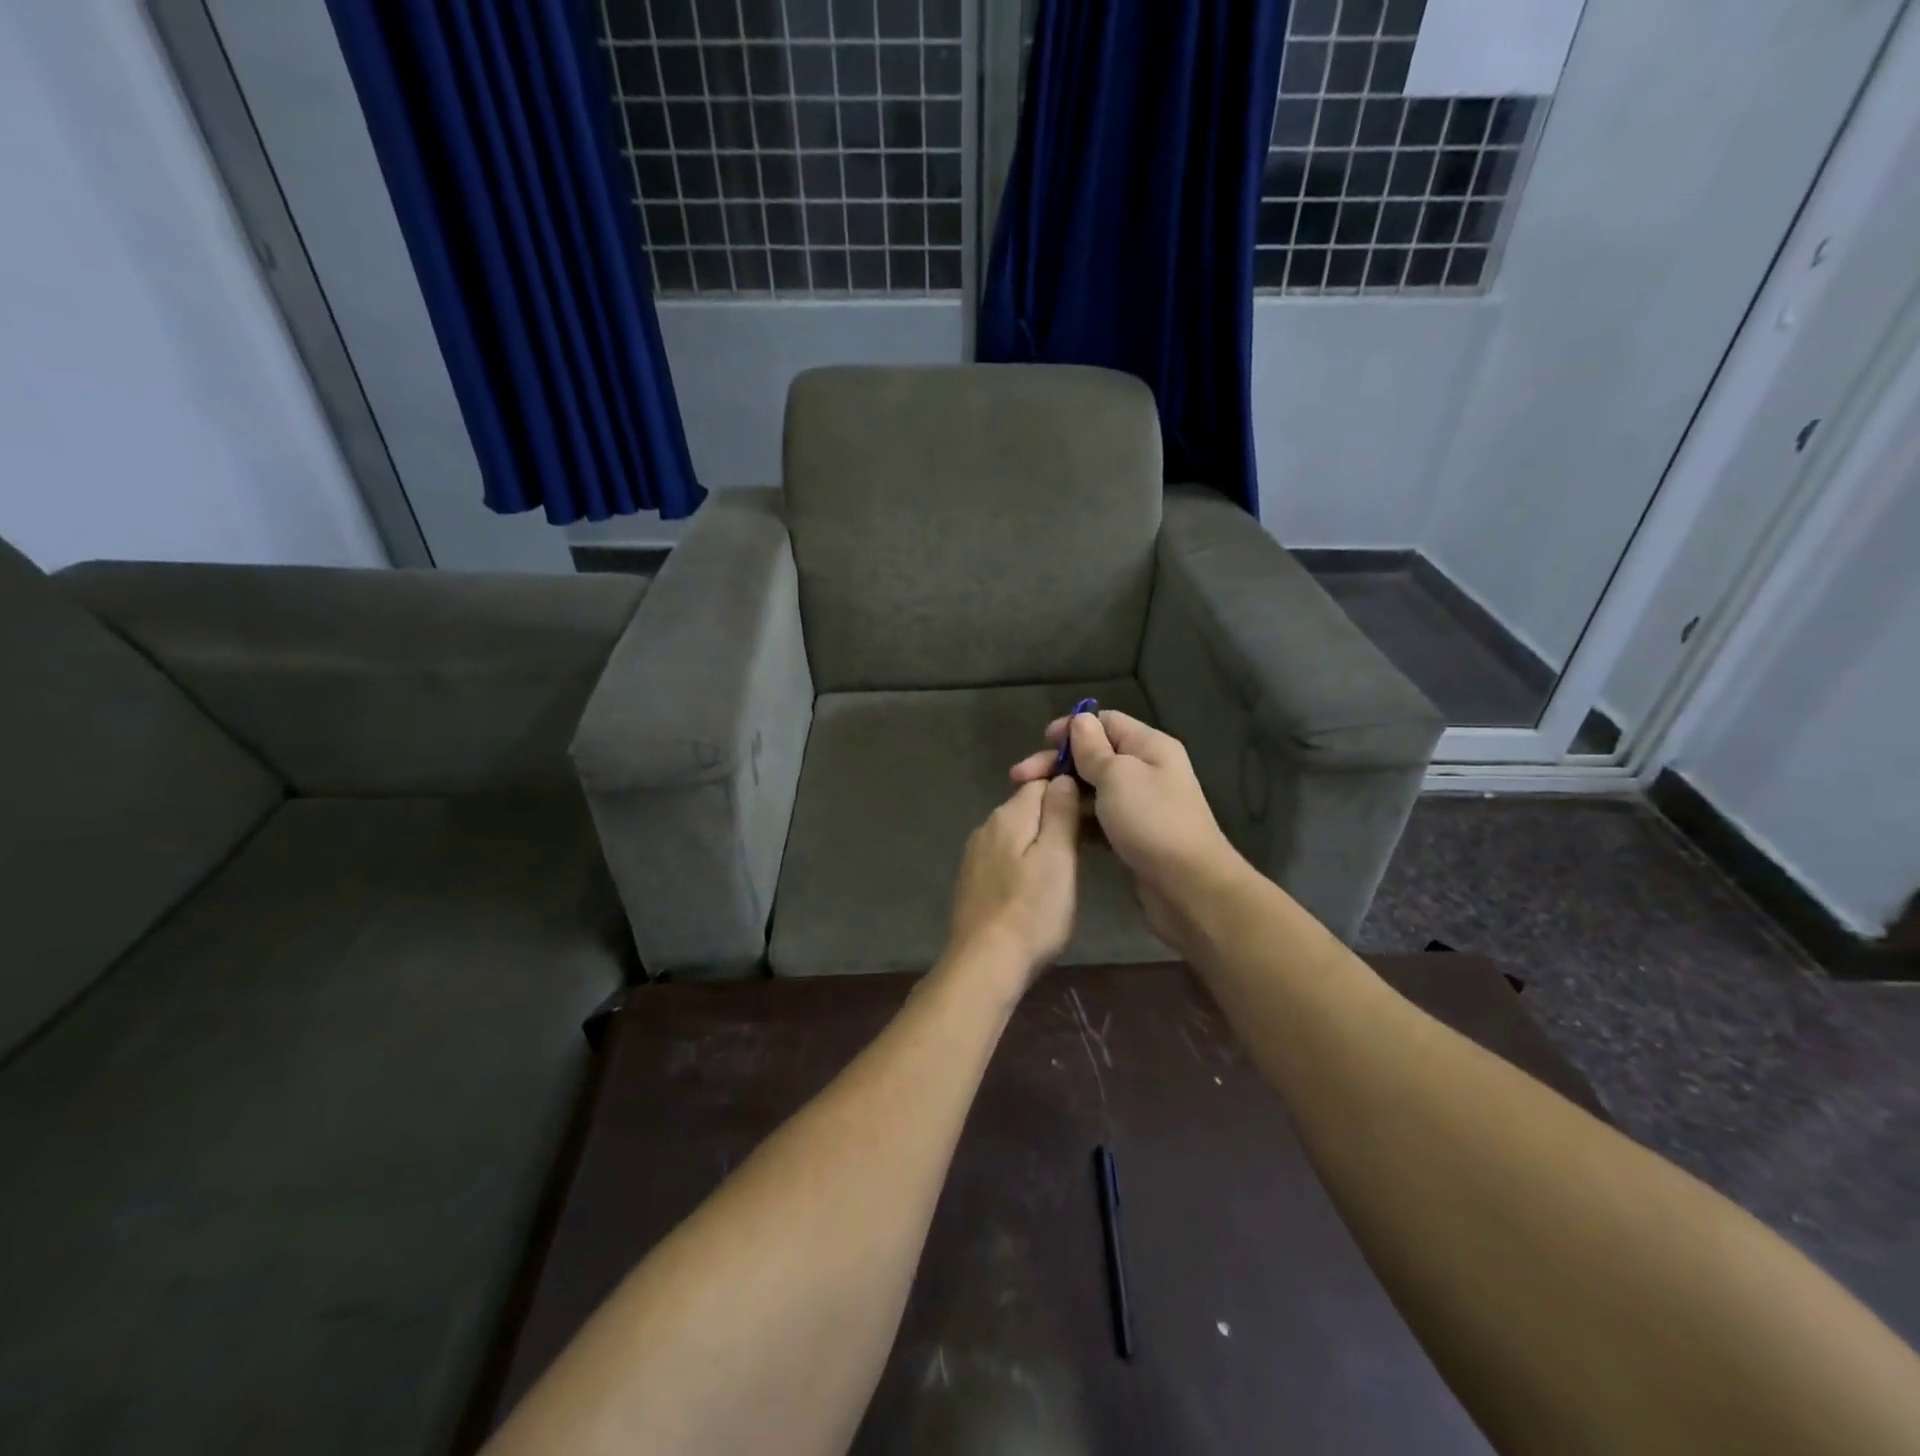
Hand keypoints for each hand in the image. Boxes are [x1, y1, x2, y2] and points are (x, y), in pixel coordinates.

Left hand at [945, 776, 1080, 988]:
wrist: (985, 964)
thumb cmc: (1032, 912)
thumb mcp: (1058, 859)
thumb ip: (1060, 813)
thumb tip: (1062, 777)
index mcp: (1008, 815)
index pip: (1041, 783)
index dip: (1068, 789)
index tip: (1093, 811)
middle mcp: (986, 827)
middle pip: (1027, 807)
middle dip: (1055, 817)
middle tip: (1087, 843)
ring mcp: (975, 855)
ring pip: (1016, 833)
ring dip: (1040, 841)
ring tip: (1067, 867)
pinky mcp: (972, 880)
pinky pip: (1004, 856)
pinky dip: (1023, 862)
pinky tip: (1036, 886)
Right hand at [1011, 711, 1238, 955]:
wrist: (1188, 887)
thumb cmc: (1151, 821)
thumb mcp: (1117, 776)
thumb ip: (1093, 749)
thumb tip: (1080, 720)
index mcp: (1149, 746)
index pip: (1106, 722)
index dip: (1072, 728)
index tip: (1041, 742)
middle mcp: (1147, 770)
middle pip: (1095, 755)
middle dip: (1058, 763)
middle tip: (1019, 778)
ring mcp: (1140, 805)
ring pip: (1093, 788)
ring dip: (1064, 792)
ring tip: (1031, 803)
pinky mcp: (1132, 835)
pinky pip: (1098, 817)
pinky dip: (1077, 818)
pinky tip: (1053, 826)